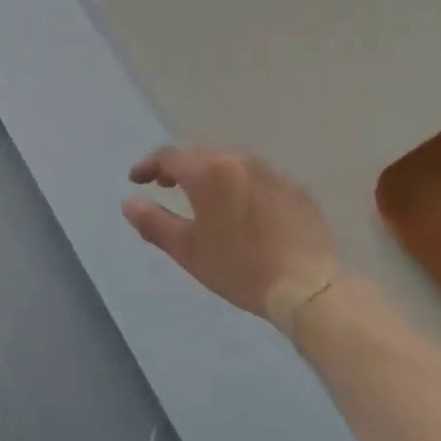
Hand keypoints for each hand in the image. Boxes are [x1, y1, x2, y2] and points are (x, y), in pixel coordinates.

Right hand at [122, 146, 338, 320]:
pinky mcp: (294, 189)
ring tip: (202, 196)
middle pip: (199, 154)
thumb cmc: (241, 267)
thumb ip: (153, 222)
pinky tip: (242, 210)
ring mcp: (270, 172)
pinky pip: (256, 178)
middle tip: (165, 185)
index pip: (169, 155)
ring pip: (229, 163)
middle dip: (178, 167)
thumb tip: (129, 201)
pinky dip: (240, 186)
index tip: (137, 179)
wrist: (310, 286)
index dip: (148, 165)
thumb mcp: (189, 250)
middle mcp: (238, 160)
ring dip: (210, 174)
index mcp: (208, 171)